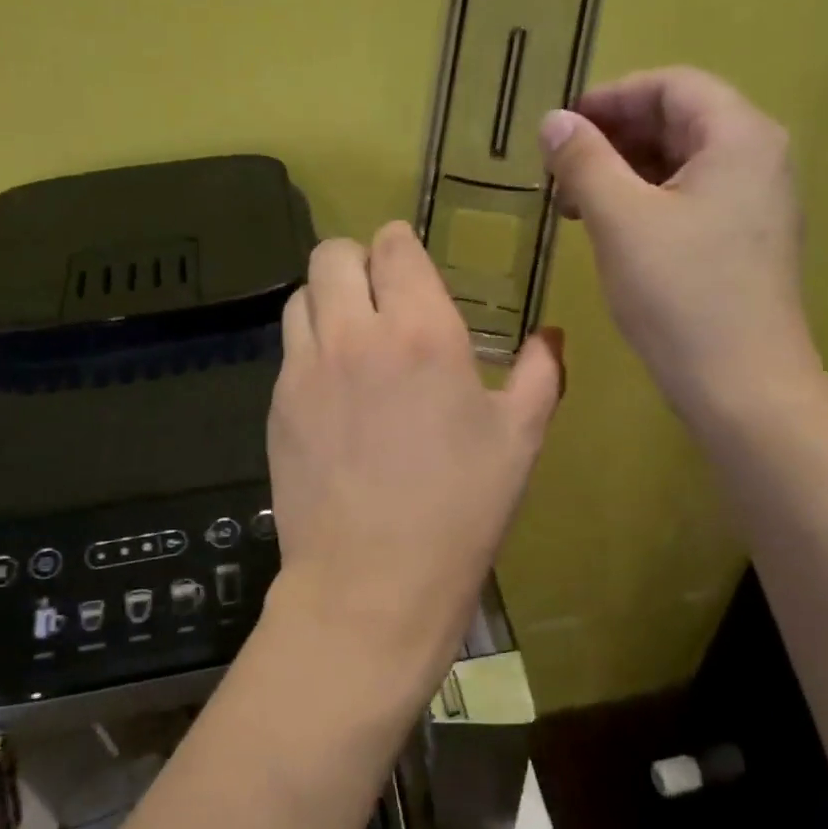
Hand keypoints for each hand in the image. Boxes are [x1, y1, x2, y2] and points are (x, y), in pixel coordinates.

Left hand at [262, 221, 563, 718]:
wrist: (371, 581)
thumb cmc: (460, 511)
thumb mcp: (520, 440)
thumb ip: (541, 373)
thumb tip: (550, 334)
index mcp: (422, 332)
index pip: (393, 247)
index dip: (400, 247)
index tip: (410, 267)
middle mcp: (354, 334)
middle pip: (332, 254)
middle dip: (356, 262)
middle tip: (378, 297)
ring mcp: (306, 368)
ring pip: (300, 296)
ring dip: (326, 300)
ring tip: (351, 337)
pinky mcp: (277, 403)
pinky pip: (288, 349)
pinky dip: (309, 347)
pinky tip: (333, 389)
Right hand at [538, 65, 821, 425]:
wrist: (742, 384)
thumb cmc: (680, 293)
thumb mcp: (620, 220)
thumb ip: (584, 162)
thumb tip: (553, 120)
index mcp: (738, 137)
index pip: (672, 85)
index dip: (611, 97)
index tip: (560, 125)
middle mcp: (758, 159)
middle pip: (680, 121)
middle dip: (614, 137)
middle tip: (559, 167)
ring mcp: (755, 204)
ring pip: (681, 164)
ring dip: (624, 172)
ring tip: (573, 202)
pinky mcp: (744, 243)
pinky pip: (690, 200)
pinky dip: (645, 202)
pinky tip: (610, 230)